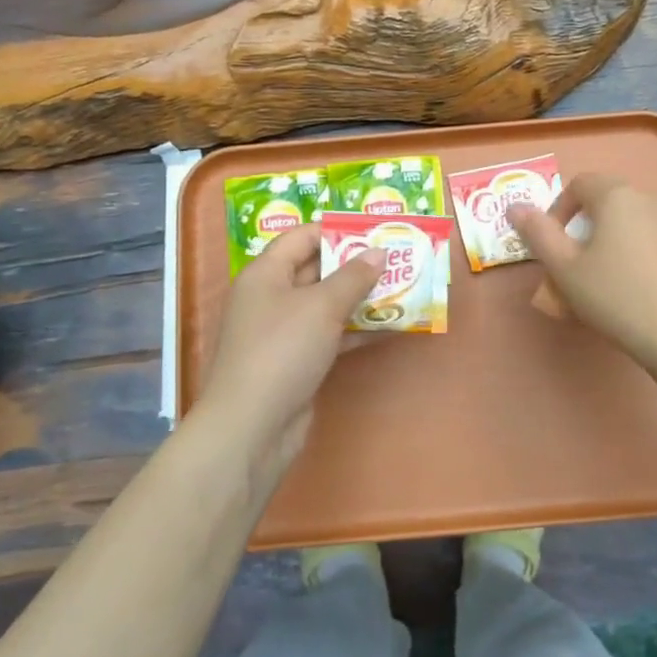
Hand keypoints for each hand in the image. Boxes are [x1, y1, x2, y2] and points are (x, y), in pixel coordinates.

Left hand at [198, 224, 382, 478]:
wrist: (253, 426)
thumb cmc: (283, 350)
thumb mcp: (322, 306)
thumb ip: (353, 276)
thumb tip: (378, 252)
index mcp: (266, 273)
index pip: (301, 237)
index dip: (336, 231)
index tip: (374, 231)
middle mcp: (271, 297)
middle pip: (316, 270)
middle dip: (356, 264)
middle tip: (397, 257)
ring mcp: (284, 331)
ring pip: (326, 304)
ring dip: (361, 297)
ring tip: (403, 286)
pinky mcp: (297, 360)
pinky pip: (331, 334)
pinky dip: (357, 329)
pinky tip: (391, 326)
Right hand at [510, 174, 656, 384]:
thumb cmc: (617, 298)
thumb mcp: (565, 270)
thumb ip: (538, 234)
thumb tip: (515, 207)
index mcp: (618, 197)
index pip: (580, 183)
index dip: (559, 209)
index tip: (554, 245)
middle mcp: (654, 200)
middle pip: (611, 204)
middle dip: (588, 231)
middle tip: (577, 270)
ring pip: (639, 226)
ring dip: (618, 246)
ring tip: (611, 287)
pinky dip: (648, 261)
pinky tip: (647, 297)